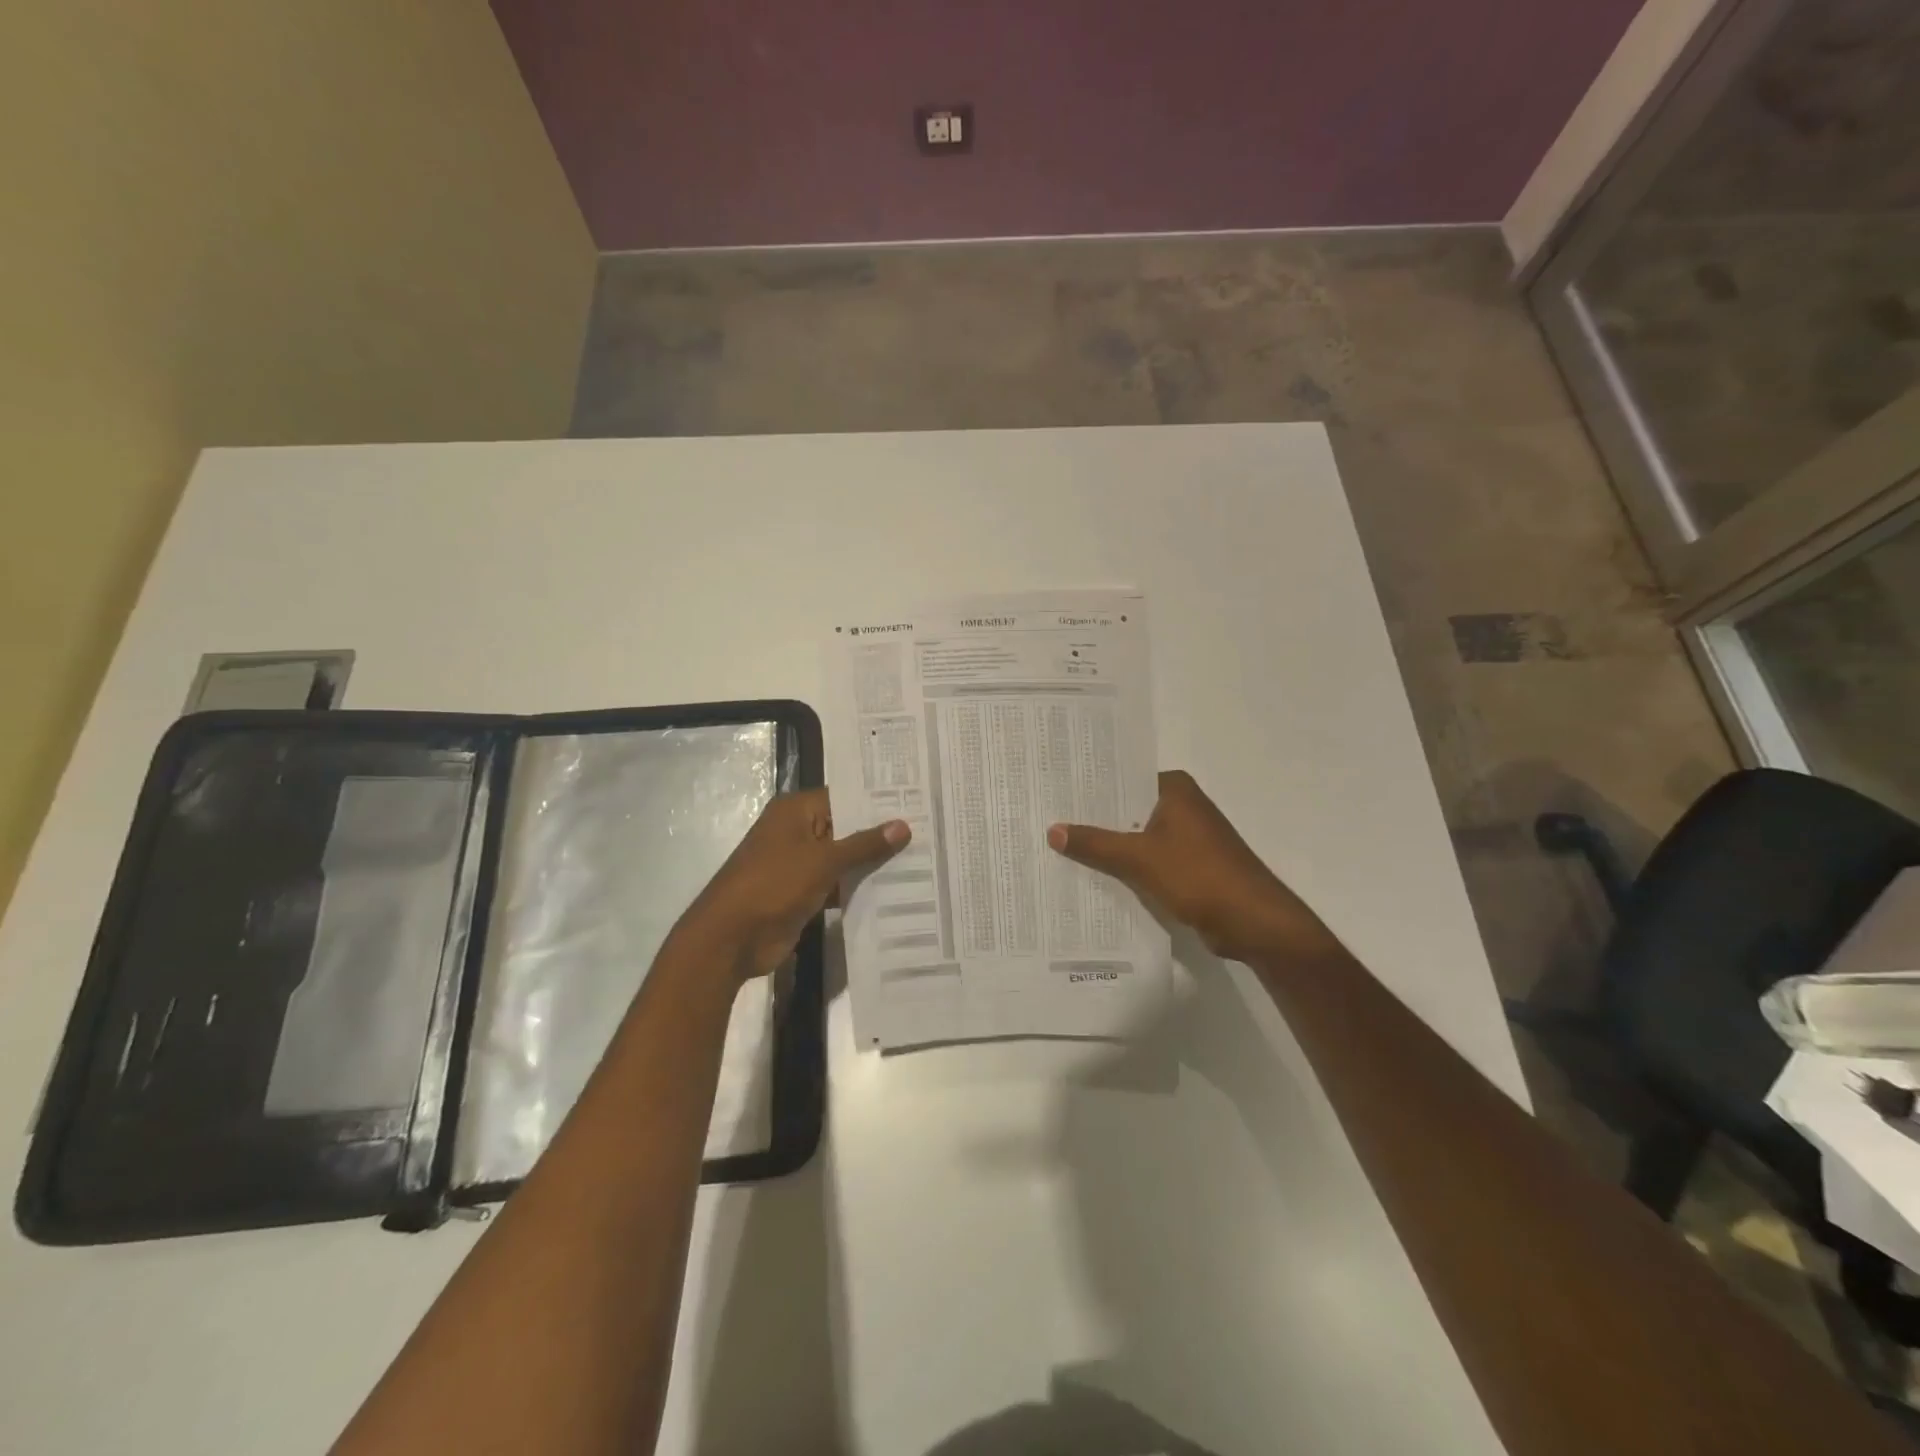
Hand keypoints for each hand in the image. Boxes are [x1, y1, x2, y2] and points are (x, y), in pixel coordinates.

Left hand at [683, 789, 909, 979]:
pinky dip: (858, 888)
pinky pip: (837, 885)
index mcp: (795, 811)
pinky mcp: (802, 894)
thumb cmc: (774, 885)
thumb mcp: (823, 861)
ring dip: (872, 864)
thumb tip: (902, 825)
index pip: (844, 797)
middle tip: (928, 831)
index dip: (877, 801)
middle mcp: (797, 832)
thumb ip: (864, 844)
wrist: (731, 939)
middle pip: (845, 827)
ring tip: (921, 859)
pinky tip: (896, 890)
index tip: (916, 803)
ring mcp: (799, 864)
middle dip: (880, 834)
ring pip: (843, 859)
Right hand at [1048, 770, 1340, 965]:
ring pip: (1135, 837)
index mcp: (1175, 790)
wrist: (1254, 922)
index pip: (1122, 779)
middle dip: (1093, 819)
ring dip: (1108, 846)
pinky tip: (1092, 876)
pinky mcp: (1189, 867)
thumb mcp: (1139, 858)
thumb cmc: (1199, 876)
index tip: (1052, 792)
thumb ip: (1095, 844)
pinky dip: (1125, 867)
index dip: (1088, 788)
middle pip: (1127, 809)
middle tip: (1045, 820)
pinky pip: (1147, 860)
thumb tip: (1052, 830)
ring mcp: (1187, 838)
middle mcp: (1182, 806)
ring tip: (1058, 847)